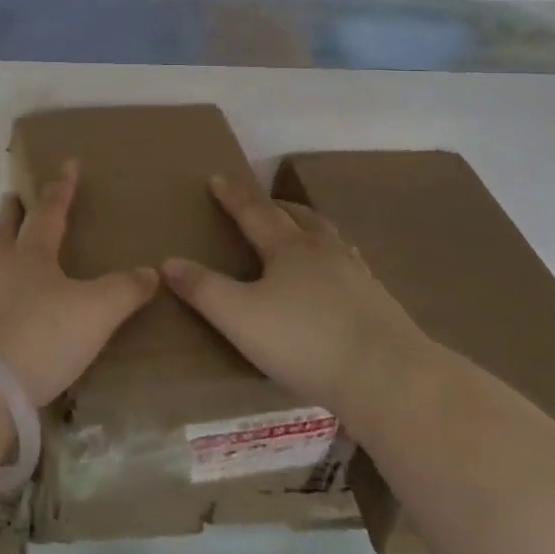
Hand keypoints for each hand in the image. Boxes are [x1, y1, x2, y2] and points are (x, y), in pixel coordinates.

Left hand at [0, 161, 158, 406]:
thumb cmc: (42, 334)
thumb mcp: (96, 311)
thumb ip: (124, 289)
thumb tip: (150, 272)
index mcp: (31, 253)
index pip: (50, 210)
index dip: (62, 187)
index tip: (68, 163)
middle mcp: (2, 268)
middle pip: (6, 228)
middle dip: (14, 210)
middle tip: (14, 195)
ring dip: (3, 245)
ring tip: (12, 246)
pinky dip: (1, 285)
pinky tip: (9, 300)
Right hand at [163, 175, 422, 421]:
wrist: (386, 375)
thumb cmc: (304, 341)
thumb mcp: (239, 317)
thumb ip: (203, 289)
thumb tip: (168, 262)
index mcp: (288, 248)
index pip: (253, 212)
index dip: (232, 196)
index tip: (217, 178)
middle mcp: (323, 250)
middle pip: (298, 217)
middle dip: (275, 206)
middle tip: (262, 203)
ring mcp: (356, 274)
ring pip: (329, 237)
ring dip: (309, 227)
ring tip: (301, 232)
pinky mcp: (378, 301)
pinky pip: (350, 265)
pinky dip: (335, 259)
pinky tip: (338, 277)